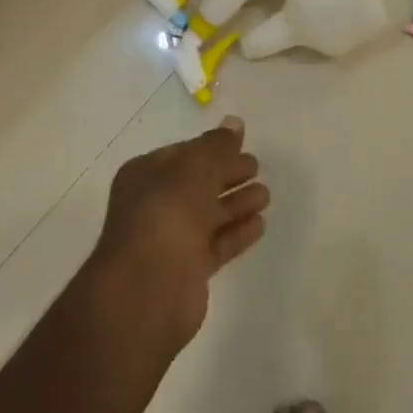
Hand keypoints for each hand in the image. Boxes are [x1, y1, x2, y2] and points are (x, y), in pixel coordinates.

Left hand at [95, 117, 268, 343]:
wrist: (147, 289)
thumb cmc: (167, 214)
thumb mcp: (195, 167)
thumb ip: (217, 145)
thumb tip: (234, 122)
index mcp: (146, 175)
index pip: (185, 154)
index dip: (213, 148)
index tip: (243, 144)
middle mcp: (155, 205)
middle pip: (198, 183)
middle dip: (227, 174)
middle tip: (257, 168)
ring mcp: (170, 239)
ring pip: (209, 214)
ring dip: (237, 203)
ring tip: (266, 195)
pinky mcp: (188, 270)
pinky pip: (217, 244)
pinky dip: (237, 233)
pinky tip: (260, 224)